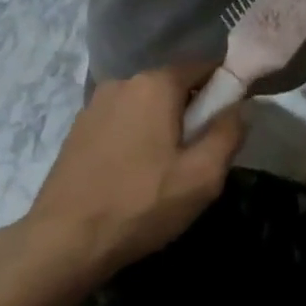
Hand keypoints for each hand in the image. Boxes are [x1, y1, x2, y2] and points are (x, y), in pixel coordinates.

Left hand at [23, 63, 244, 293]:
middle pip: (171, 87)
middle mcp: (121, 82)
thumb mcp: (202, 176)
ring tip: (163, 173)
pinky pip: (120, 123)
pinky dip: (135, 139)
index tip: (228, 124)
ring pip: (144, 107)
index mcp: (154, 84)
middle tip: (197, 159)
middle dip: (190, 113)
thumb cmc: (141, 204)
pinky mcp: (77, 130)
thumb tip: (240, 108)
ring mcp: (94, 105)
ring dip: (161, 128)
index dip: (223, 90)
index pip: (202, 66)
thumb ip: (228, 134)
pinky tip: (133, 176)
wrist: (65, 239)